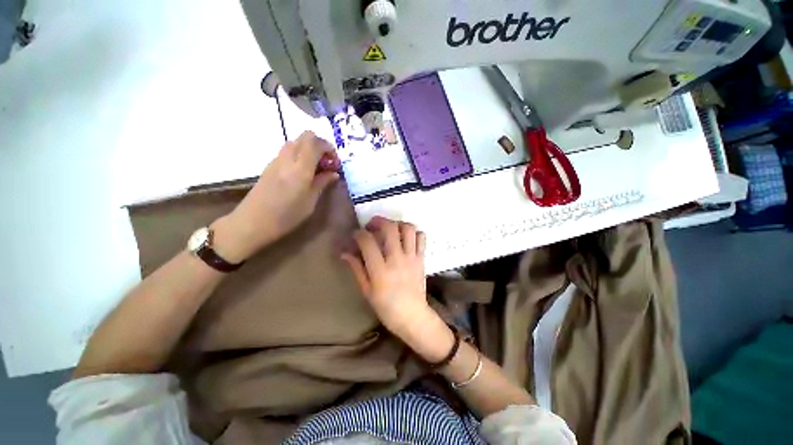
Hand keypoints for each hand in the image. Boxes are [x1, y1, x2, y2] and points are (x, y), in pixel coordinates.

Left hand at [213, 132, 340, 262]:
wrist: (252, 222)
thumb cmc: (286, 216)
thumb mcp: (310, 202)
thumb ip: (322, 183)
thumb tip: (333, 173)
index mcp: (300, 168)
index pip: (316, 143)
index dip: (329, 148)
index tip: (335, 164)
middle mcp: (288, 158)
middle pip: (306, 137)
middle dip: (321, 146)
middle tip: (327, 164)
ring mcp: (277, 160)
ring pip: (297, 142)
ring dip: (310, 150)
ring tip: (317, 169)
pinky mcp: (271, 165)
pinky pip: (289, 151)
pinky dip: (301, 155)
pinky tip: (304, 173)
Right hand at [342, 217, 451, 359]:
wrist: (412, 316)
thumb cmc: (386, 307)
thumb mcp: (367, 290)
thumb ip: (357, 268)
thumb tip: (345, 252)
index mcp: (380, 270)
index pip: (368, 241)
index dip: (359, 234)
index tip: (356, 235)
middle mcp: (397, 259)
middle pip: (390, 228)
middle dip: (378, 221)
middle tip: (372, 225)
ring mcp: (412, 257)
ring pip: (408, 228)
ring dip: (397, 224)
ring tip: (390, 229)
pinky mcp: (422, 258)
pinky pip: (422, 237)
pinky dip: (414, 233)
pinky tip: (406, 238)